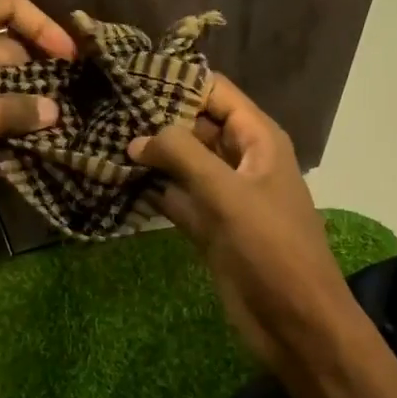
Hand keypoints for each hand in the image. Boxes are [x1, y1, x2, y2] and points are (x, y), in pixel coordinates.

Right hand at [129, 75, 357, 380]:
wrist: (296, 322)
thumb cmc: (271, 248)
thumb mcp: (228, 193)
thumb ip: (182, 155)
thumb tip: (137, 137)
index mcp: (258, 140)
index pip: (215, 93)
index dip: (176, 81)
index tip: (129, 75)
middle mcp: (240, 160)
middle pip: (195, 125)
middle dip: (155, 117)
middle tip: (104, 107)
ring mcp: (223, 194)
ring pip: (182, 162)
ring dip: (149, 154)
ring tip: (101, 137)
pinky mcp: (209, 226)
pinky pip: (176, 197)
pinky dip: (151, 190)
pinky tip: (115, 181)